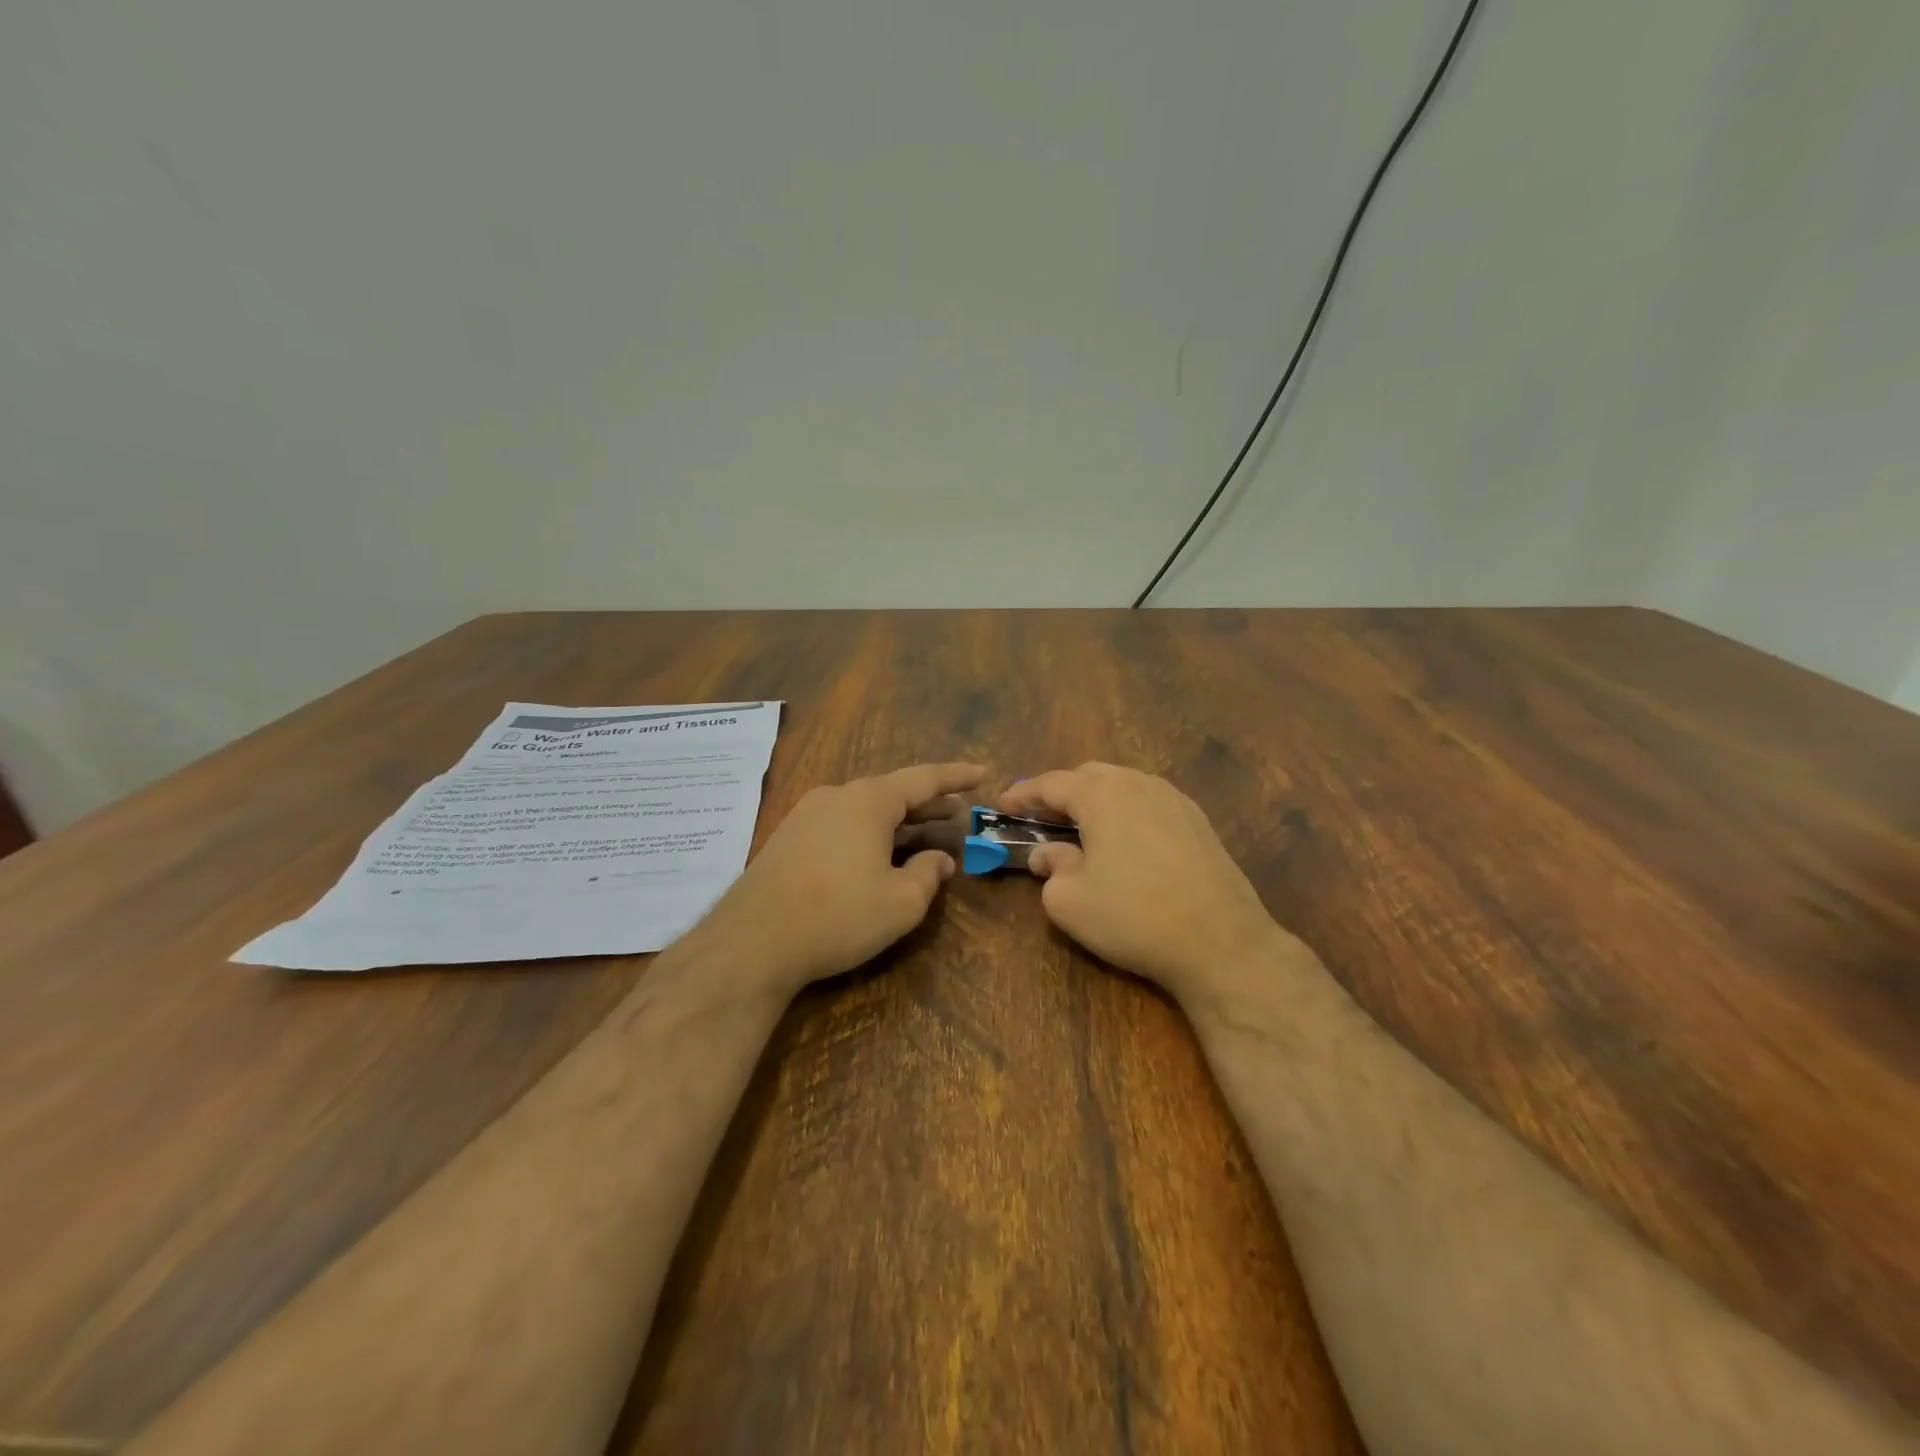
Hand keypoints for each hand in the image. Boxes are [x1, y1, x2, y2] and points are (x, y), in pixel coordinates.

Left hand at [700, 762, 984, 994]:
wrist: (751, 941)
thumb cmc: (837, 916)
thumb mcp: (900, 903)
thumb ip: (927, 875)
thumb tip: (939, 859)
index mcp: (869, 801)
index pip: (924, 778)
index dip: (957, 776)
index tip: (983, 772)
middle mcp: (837, 796)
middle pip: (892, 792)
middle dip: (927, 803)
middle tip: (957, 811)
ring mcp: (806, 815)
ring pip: (864, 808)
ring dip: (897, 819)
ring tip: (923, 833)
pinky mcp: (787, 838)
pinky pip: (841, 824)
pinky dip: (869, 831)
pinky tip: (876, 854)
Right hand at [999, 763, 1292, 1008]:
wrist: (1221, 942)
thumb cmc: (1133, 916)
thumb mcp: (1070, 900)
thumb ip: (1051, 868)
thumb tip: (1048, 855)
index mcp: (1102, 794)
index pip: (1052, 783)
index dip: (1023, 794)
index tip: (1002, 805)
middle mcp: (1139, 784)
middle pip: (1089, 775)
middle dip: (1060, 792)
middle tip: (1040, 817)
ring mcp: (1174, 800)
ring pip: (1123, 785)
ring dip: (1095, 800)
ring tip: (1080, 828)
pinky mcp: (1198, 822)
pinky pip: (1149, 802)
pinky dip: (1125, 811)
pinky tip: (1123, 840)